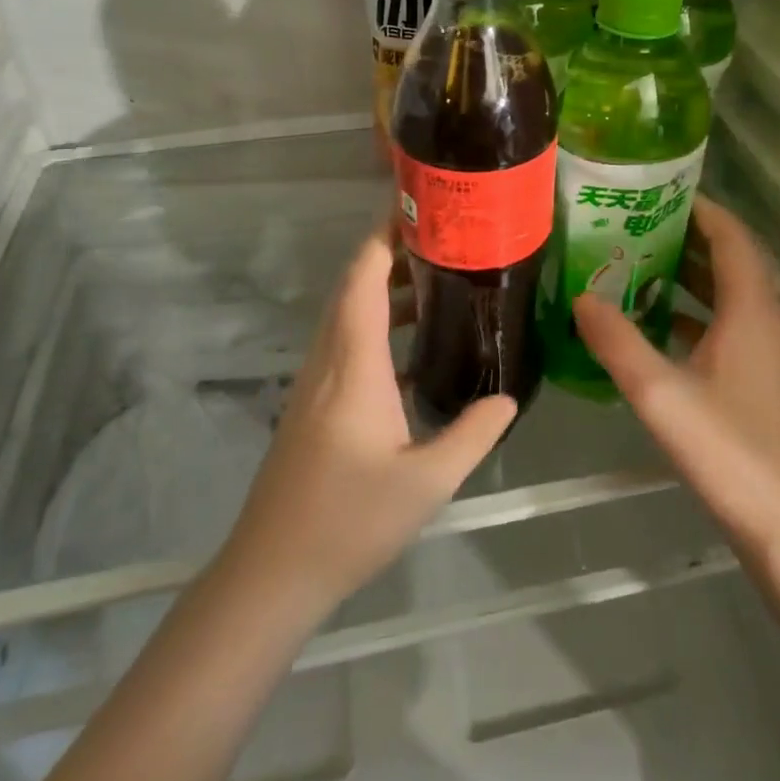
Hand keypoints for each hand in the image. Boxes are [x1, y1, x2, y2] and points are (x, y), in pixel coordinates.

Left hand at [221, 228, 515, 621]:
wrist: (272, 571)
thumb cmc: (348, 520)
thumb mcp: (426, 483)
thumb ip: (472, 435)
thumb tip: (507, 397)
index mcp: (353, 364)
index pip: (364, 279)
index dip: (384, 237)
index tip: (417, 209)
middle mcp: (328, 360)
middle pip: (353, 287)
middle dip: (392, 255)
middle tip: (443, 242)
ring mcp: (314, 382)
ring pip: (347, 314)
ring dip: (384, 291)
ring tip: (436, 285)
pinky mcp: (311, 404)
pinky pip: (344, 343)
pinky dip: (375, 325)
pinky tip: (409, 349)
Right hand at [574, 196, 779, 555]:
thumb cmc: (727, 449)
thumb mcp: (659, 392)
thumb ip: (616, 341)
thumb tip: (581, 297)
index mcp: (752, 310)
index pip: (731, 237)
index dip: (700, 208)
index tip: (658, 192)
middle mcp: (768, 320)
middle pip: (731, 261)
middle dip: (686, 238)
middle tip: (634, 226)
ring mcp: (770, 352)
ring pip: (730, 295)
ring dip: (690, 277)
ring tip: (637, 265)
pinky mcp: (764, 379)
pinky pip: (730, 325)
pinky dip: (697, 313)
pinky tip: (657, 326)